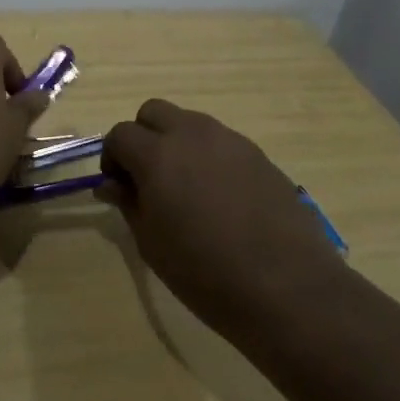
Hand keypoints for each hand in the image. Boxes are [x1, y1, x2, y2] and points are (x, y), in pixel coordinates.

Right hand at [99, 100, 343, 335]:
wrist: (288, 288)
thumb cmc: (206, 273)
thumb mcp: (153, 245)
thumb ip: (129, 204)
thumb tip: (111, 184)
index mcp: (158, 154)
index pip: (121, 134)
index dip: (112, 157)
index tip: (118, 187)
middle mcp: (192, 134)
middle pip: (154, 112)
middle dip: (143, 137)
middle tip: (147, 177)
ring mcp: (229, 140)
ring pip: (190, 122)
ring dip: (177, 143)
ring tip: (185, 188)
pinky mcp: (258, 154)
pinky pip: (221, 142)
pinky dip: (208, 157)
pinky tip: (220, 197)